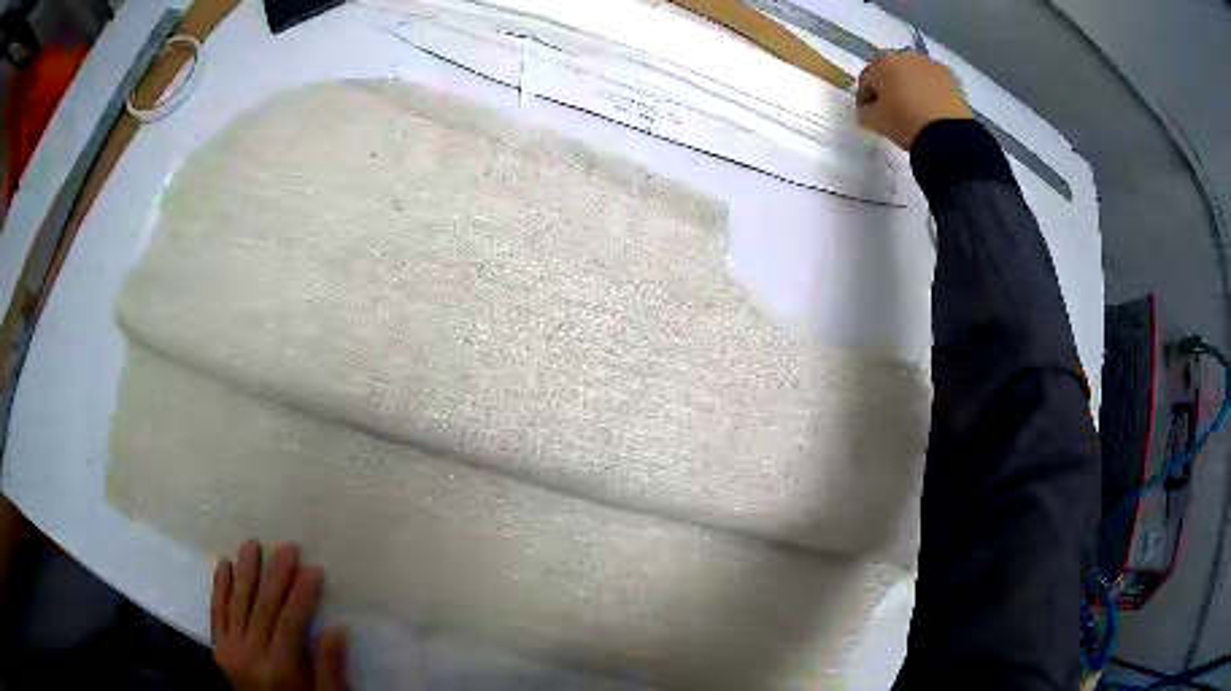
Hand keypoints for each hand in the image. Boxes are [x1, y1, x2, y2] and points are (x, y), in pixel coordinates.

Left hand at [212, 539, 348, 690]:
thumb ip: (329, 667)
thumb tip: (338, 628)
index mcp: (279, 668)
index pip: (289, 622)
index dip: (301, 594)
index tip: (313, 569)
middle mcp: (250, 654)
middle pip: (263, 607)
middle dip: (276, 575)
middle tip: (288, 547)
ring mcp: (230, 649)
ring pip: (237, 603)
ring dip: (244, 571)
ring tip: (252, 544)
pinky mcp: (218, 647)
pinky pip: (217, 612)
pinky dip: (219, 588)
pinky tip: (223, 565)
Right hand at [855, 52, 971, 149]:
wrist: (948, 136)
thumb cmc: (905, 123)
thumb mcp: (873, 121)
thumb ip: (864, 110)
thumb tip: (869, 108)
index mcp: (882, 62)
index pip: (867, 79)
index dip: (867, 98)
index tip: (871, 115)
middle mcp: (905, 55)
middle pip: (892, 72)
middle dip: (891, 87)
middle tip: (895, 111)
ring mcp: (930, 63)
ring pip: (914, 74)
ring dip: (912, 87)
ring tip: (917, 110)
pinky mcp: (951, 76)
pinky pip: (934, 82)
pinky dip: (932, 91)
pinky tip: (934, 110)